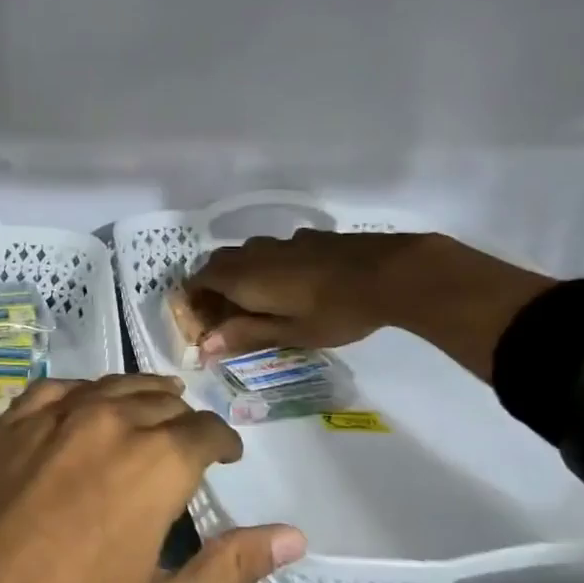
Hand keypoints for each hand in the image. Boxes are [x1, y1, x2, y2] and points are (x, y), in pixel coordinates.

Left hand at [0, 374, 304, 582]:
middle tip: (189, 439)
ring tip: (150, 406)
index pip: (203, 431)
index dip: (222, 441)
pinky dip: (79, 393)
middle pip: (156, 403)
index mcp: (153, 463)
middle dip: (180, 419)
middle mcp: (103, 423)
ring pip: (105, 388)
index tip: (227, 455)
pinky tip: (82, 405)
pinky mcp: (0, 428)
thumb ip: (229, 567)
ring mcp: (44, 419)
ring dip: (135, 396)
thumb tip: (292, 535)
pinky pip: (51, 392)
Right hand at [183, 229, 429, 357]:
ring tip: (258, 300)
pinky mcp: (307, 237)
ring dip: (240, 274)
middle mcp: (253, 254)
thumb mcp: (289, 332)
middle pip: (217, 264)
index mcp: (241, 277)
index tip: (202, 323)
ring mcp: (281, 242)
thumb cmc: (334, 311)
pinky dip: (269, 265)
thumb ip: (246, 335)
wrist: (389, 273)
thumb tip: (205, 345)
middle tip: (226, 314)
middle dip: (213, 286)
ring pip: (246, 254)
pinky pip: (274, 250)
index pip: (198, 282)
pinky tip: (293, 282)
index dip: (194, 301)